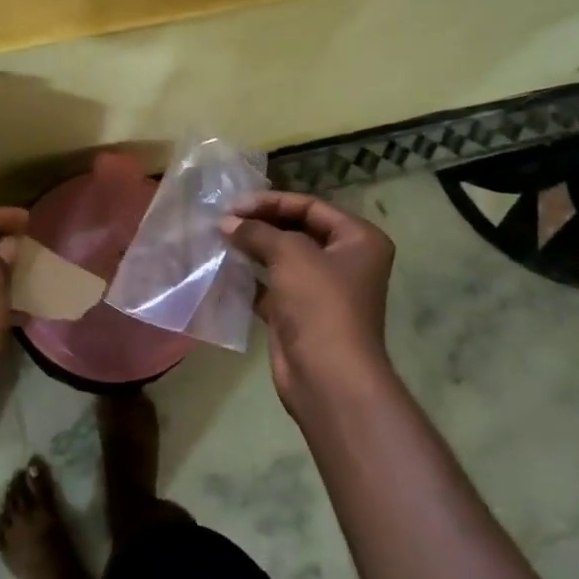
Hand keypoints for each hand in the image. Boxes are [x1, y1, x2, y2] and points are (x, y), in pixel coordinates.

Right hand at [223, 192, 395, 419]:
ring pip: (282, 259)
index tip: (235, 205)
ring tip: (220, 239)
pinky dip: (250, 278)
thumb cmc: (320, 303)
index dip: (272, 202)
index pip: (311, 207)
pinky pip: (271, 286)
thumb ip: (257, 231)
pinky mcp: (299, 313)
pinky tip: (224, 269)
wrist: (328, 376)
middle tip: (224, 220)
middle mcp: (345, 261)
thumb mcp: (290, 254)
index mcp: (358, 240)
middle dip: (261, 224)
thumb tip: (227, 222)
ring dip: (253, 249)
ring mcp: (322, 289)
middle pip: (297, 230)